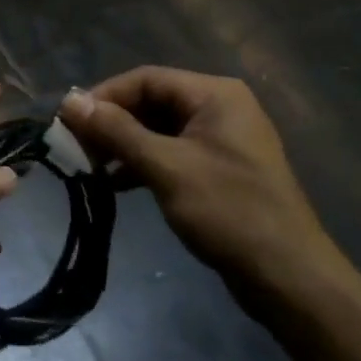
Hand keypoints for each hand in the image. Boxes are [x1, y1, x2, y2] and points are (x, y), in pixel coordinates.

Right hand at [60, 67, 346, 306]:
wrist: (291, 280)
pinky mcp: (219, 170)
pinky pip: (171, 153)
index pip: (146, 79)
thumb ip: (116, 131)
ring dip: (123, 145)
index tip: (68, 121)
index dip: (104, 96)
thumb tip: (69, 101)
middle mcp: (219, 108)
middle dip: (111, 123)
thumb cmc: (230, 212)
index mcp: (214, 94)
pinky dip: (142, 163)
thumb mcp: (166, 167)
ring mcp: (221, 140)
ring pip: (158, 129)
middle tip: (75, 146)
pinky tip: (114, 183)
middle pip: (151, 102)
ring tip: (88, 167)